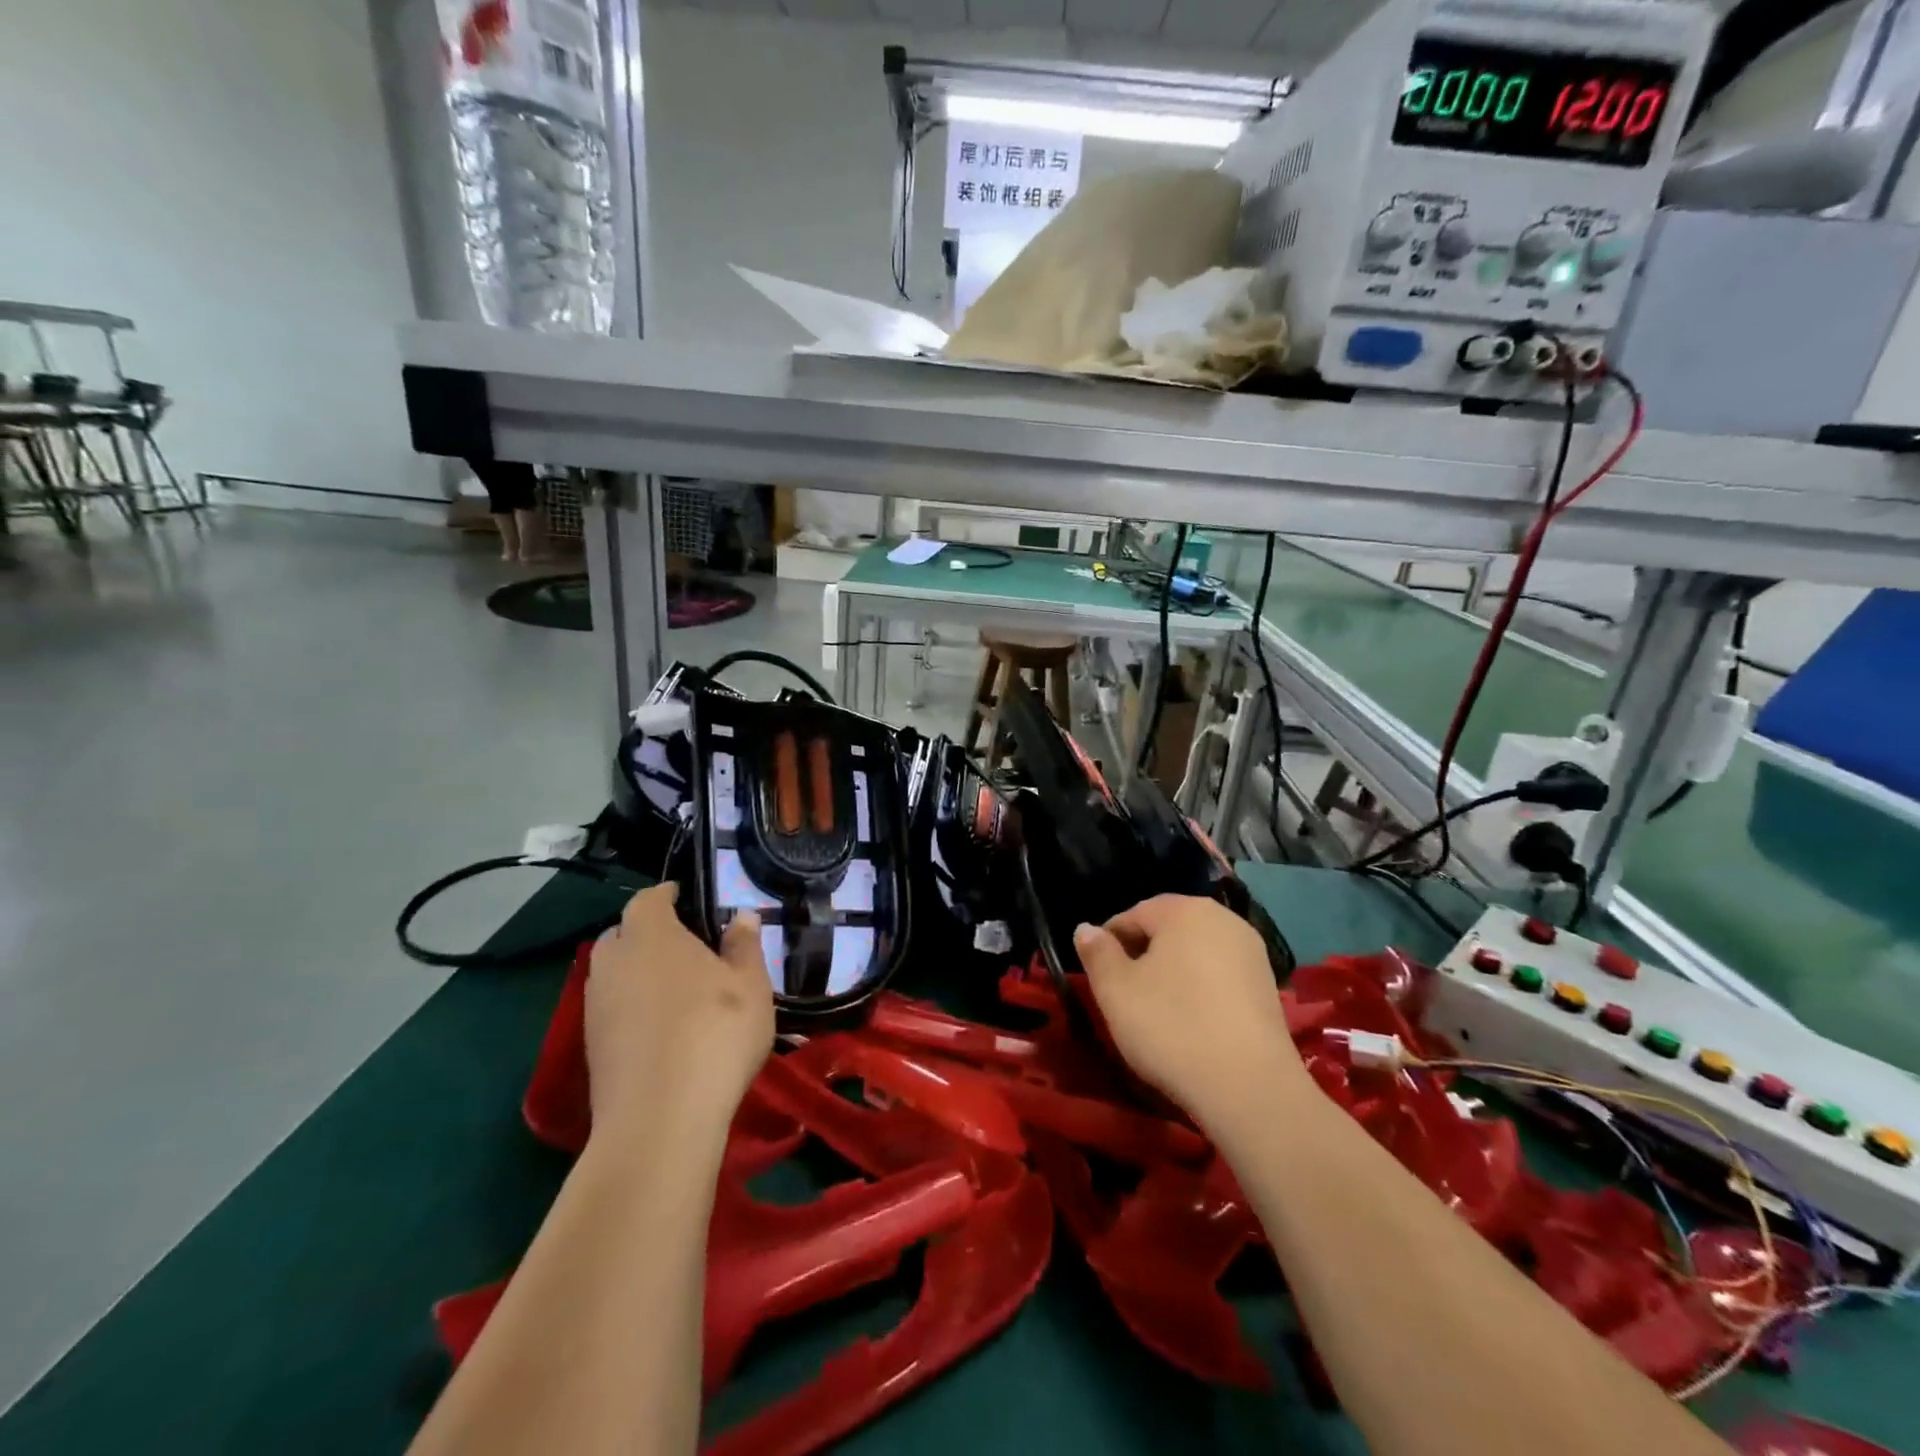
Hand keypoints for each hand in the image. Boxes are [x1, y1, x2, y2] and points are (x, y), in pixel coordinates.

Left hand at [585, 884, 774, 1141]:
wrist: (659, 1120)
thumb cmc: (714, 1034)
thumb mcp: (750, 985)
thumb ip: (744, 945)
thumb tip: (741, 915)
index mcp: (650, 934)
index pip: (649, 898)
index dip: (667, 894)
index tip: (687, 897)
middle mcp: (613, 961)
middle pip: (624, 933)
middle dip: (648, 932)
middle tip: (686, 945)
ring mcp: (595, 1006)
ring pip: (614, 972)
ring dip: (638, 971)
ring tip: (676, 987)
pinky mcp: (590, 1047)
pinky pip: (611, 1008)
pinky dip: (631, 1006)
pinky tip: (661, 1027)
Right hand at [1073, 895, 1308, 1138]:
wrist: (1249, 1087)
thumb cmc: (1172, 1027)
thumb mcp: (1115, 990)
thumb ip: (1096, 953)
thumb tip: (1085, 928)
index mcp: (1184, 909)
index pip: (1131, 915)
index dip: (1108, 945)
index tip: (1100, 979)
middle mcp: (1222, 918)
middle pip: (1166, 930)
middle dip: (1142, 956)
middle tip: (1125, 997)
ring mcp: (1251, 951)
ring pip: (1194, 952)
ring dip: (1171, 973)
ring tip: (1157, 1012)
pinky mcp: (1267, 984)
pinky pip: (1219, 975)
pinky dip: (1200, 989)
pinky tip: (1192, 1022)